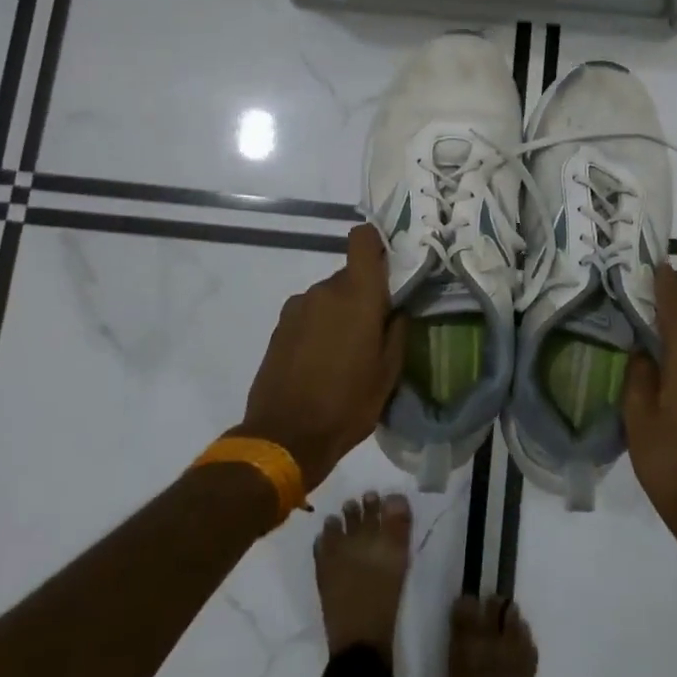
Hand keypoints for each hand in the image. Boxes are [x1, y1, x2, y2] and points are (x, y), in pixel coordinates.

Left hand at [236, 224, 403, 489]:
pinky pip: (308, 314)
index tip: (387, 264)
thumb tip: (397, 310)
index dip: (375, 243)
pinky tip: (320, 361)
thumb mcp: (388, 373)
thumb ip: (397, 332)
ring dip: (338, 313)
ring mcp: (298, 307)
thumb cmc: (347, 404)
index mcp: (358, 294)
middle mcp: (325, 290)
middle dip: (362, 295)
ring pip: (328, 297)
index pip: (362, 239)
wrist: (284, 437)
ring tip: (344, 353)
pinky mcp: (279, 327)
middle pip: (349, 275)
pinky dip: (318, 328)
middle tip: (373, 329)